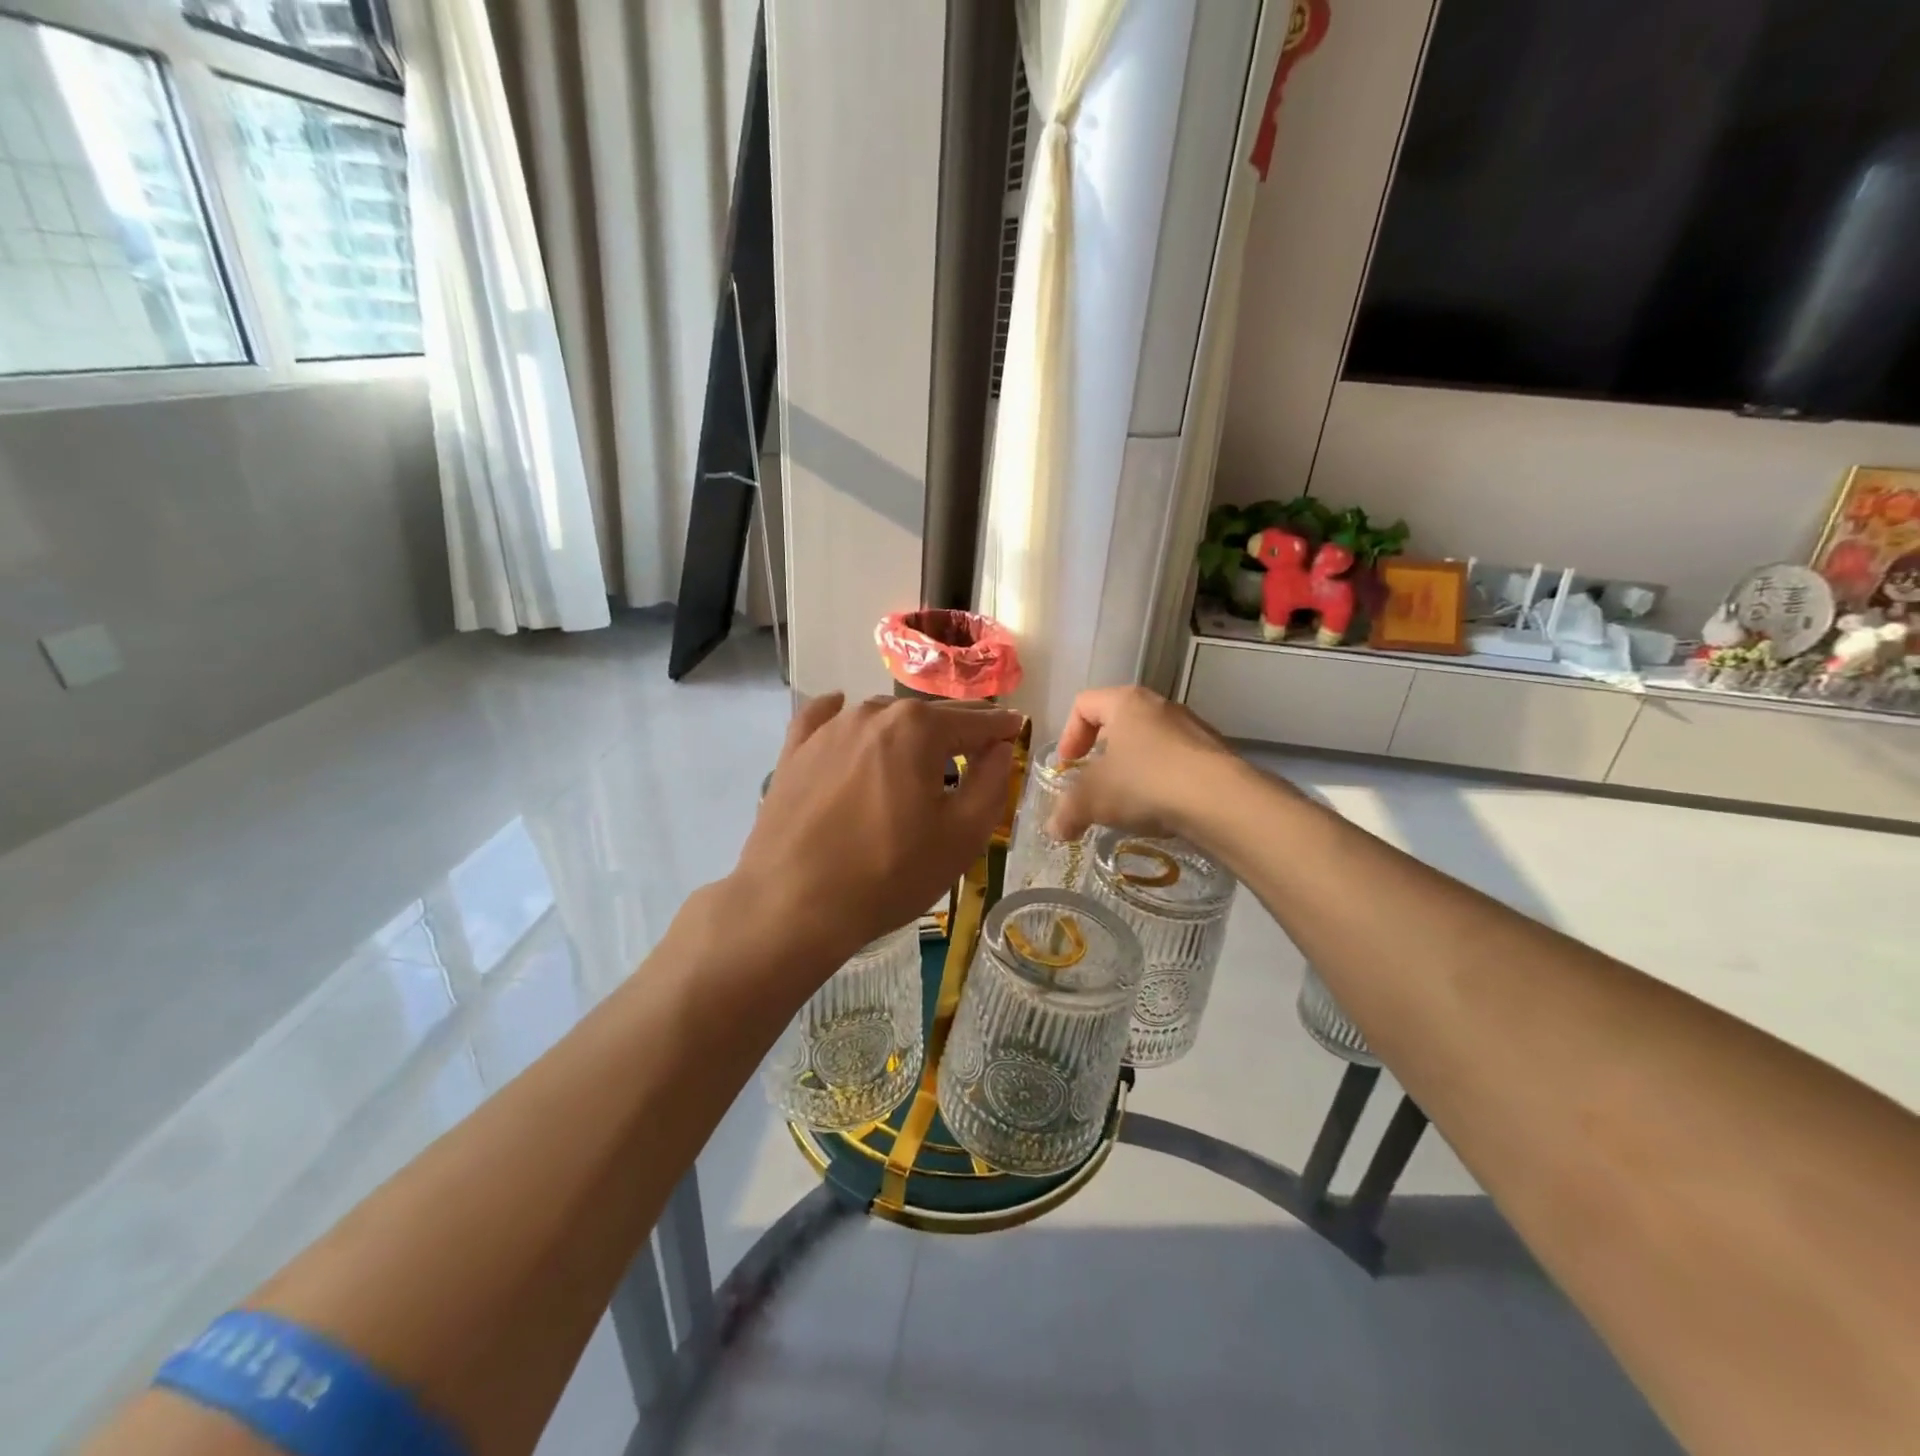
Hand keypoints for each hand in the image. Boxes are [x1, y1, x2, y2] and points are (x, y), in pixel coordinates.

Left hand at [732, 694, 1021, 972]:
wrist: (792, 905)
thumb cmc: (888, 874)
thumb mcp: (962, 836)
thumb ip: (991, 782)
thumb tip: (999, 748)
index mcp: (919, 728)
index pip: (976, 720)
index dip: (1002, 728)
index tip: (1018, 730)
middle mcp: (873, 712)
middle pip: (930, 715)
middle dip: (959, 730)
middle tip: (977, 748)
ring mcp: (828, 728)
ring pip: (883, 718)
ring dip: (907, 732)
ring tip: (919, 757)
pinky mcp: (794, 750)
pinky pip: (825, 719)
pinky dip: (844, 718)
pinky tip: (847, 721)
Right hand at [1048, 686, 1241, 841]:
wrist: (1222, 800)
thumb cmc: (1146, 783)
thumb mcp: (1093, 799)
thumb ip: (1067, 811)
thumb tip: (1055, 829)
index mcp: (1126, 702)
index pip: (1084, 704)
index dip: (1069, 734)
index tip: (1068, 766)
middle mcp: (1160, 706)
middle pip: (1118, 721)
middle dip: (1101, 753)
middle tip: (1094, 782)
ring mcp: (1192, 728)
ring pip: (1150, 742)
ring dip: (1133, 768)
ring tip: (1128, 801)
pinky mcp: (1214, 754)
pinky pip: (1177, 762)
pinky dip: (1161, 781)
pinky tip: (1160, 809)